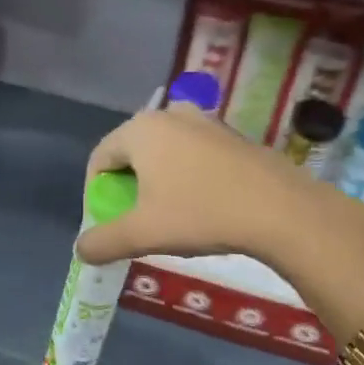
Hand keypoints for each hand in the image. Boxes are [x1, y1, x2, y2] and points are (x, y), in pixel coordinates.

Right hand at [76, 106, 363, 312]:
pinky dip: (185, 177)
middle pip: (131, 153)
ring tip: (167, 215)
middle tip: (134, 220)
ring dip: (156, 182)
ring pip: (164, 153)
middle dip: (126, 187)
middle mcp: (170, 114)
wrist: (282, 211)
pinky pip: (193, 155)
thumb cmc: (201, 214)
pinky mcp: (233, 136)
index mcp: (140, 130)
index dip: (95, 193)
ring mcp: (206, 122)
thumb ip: (103, 241)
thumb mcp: (143, 234)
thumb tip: (81, 250)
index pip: (99, 158)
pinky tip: (202, 207)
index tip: (106, 224)